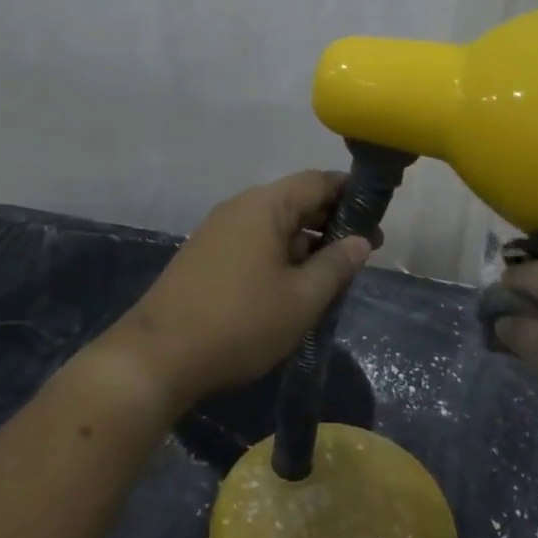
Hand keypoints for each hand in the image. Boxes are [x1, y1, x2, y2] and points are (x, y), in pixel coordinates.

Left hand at [101, 171, 373, 412]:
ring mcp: (219, 230)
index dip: (351, 193)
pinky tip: (294, 283)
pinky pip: (255, 240)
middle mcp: (241, 207)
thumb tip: (361, 240)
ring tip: (334, 272)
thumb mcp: (301, 299)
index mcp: (265, 205)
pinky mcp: (207, 254)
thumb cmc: (240, 322)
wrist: (159, 355)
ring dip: (306, 241)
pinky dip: (281, 253)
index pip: (317, 181)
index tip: (378, 216)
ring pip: (275, 223)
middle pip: (296, 200)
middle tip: (364, 250)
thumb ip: (336, 265)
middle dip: (331, 221)